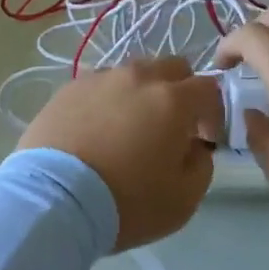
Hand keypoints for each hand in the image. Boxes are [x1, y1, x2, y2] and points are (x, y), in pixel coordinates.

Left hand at [19, 58, 221, 251]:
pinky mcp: (70, 87)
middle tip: (171, 127)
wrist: (54, 200)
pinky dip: (109, 99)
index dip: (214, 113)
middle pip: (173, 67)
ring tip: (129, 127)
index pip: (209, 88)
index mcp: (172, 99)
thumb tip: (195, 146)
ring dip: (143, 92)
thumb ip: (202, 165)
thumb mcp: (184, 200)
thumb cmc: (126, 202)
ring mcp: (101, 78)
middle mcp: (138, 77)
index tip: (204, 140)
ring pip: (135, 72)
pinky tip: (98, 129)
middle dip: (181, 91)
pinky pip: (101, 84)